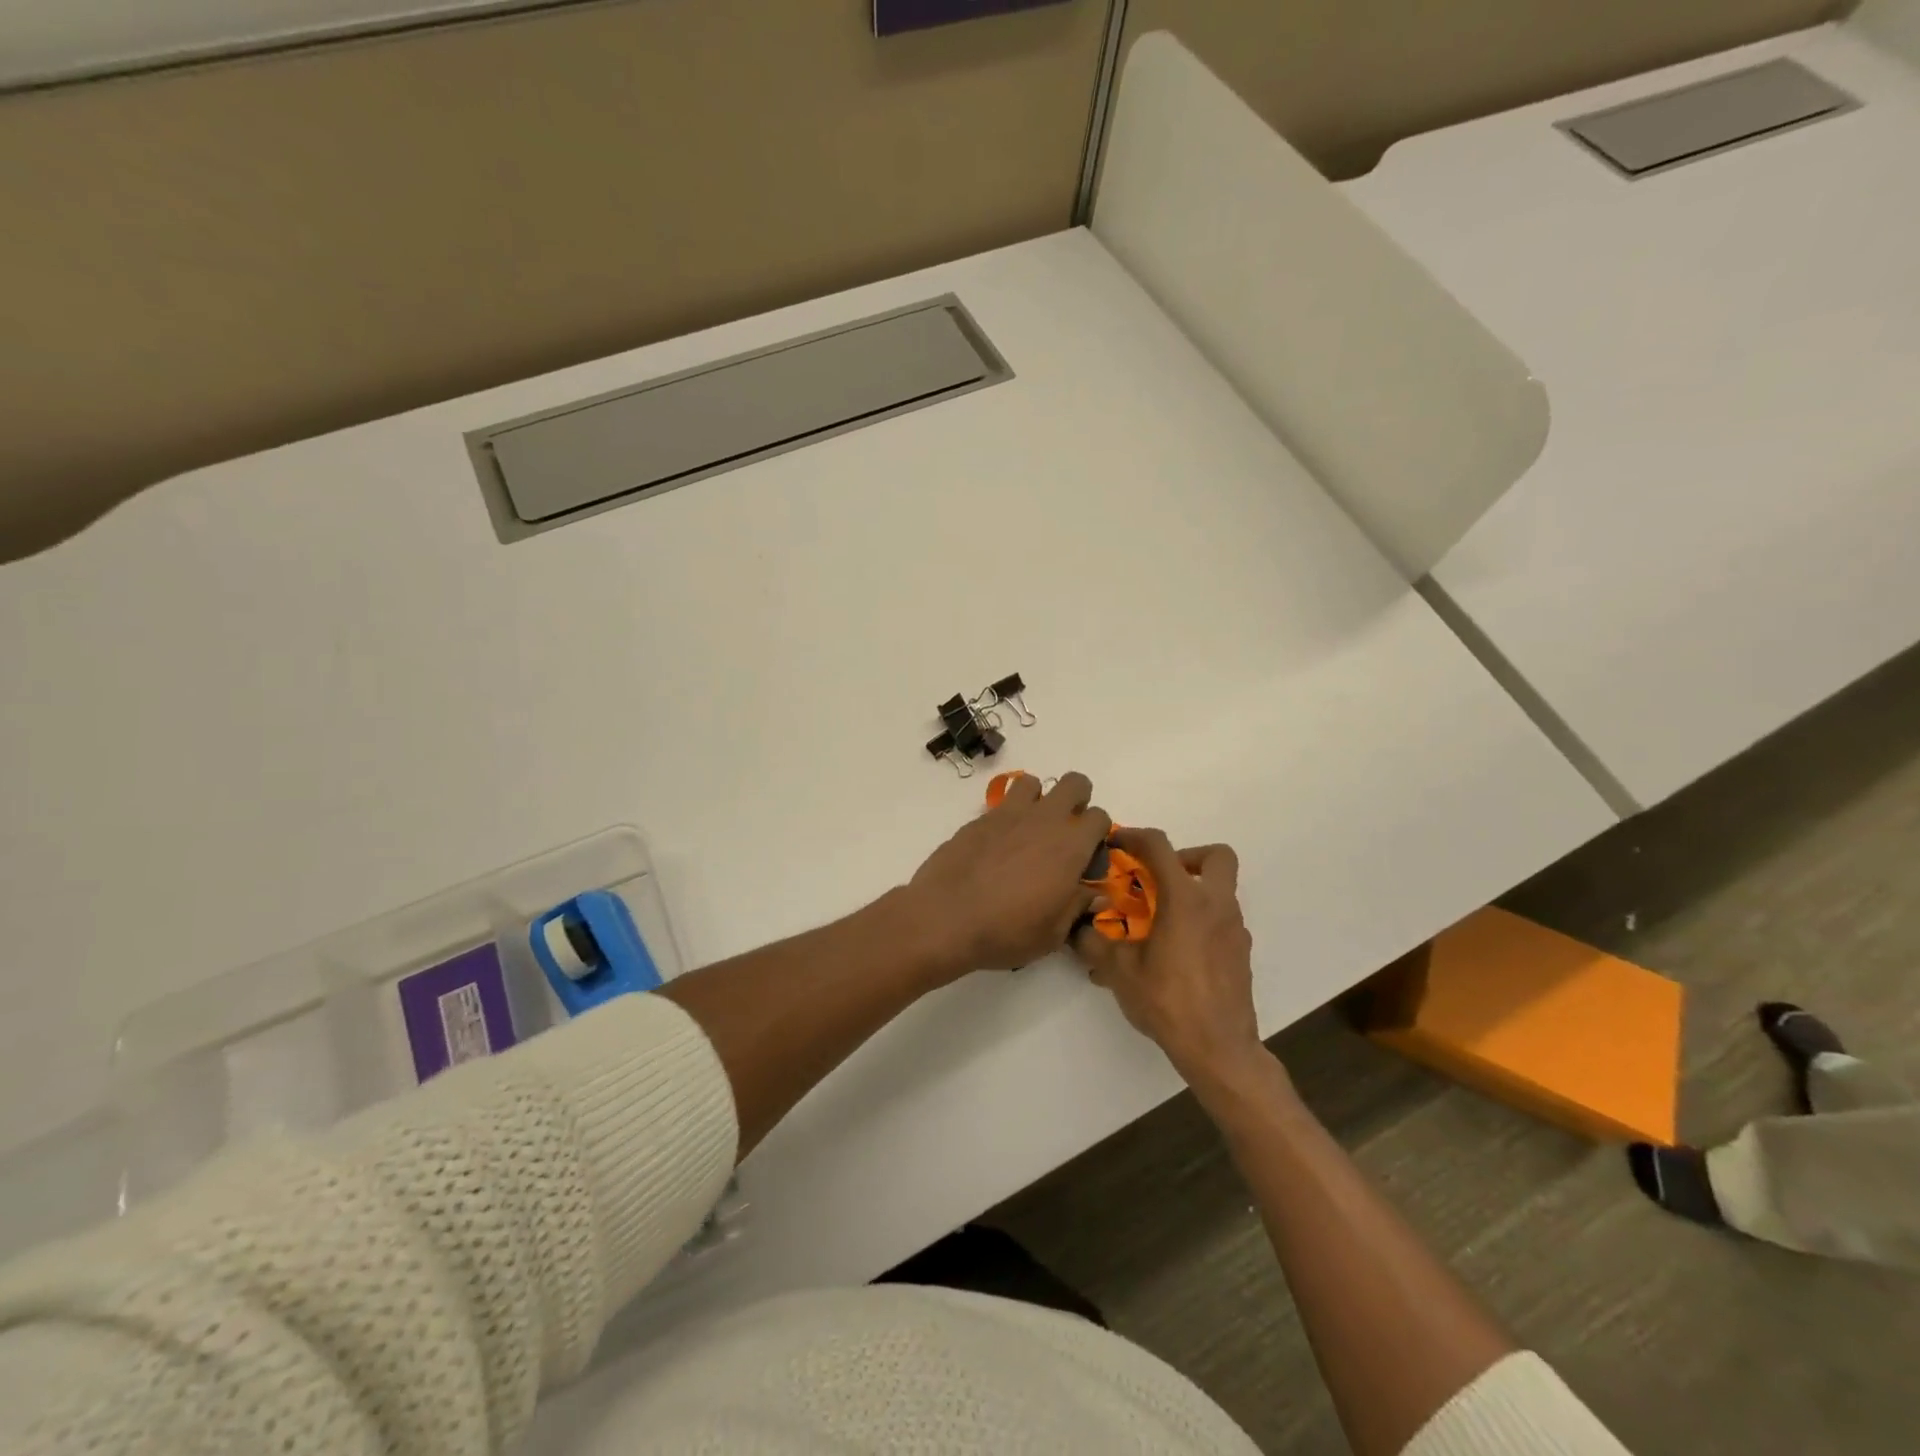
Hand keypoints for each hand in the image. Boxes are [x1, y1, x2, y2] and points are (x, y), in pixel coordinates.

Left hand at [907, 771, 1112, 975]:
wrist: (945, 918)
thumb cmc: (1007, 931)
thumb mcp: (1053, 933)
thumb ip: (1078, 906)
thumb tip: (1094, 892)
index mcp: (1070, 846)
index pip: (1100, 817)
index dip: (1098, 835)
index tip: (1086, 859)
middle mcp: (1044, 820)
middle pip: (1074, 783)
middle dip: (1077, 800)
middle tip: (1065, 832)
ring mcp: (1009, 814)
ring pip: (1033, 783)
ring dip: (1038, 800)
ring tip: (1029, 831)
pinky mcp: (979, 819)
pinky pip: (1002, 803)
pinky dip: (1007, 816)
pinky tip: (998, 846)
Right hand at [1073, 829, 1261, 1086]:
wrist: (1219, 1049)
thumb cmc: (1168, 1001)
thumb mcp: (1118, 971)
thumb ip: (1093, 942)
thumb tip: (1076, 927)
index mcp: (1186, 900)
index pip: (1160, 847)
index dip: (1135, 837)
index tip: (1117, 843)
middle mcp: (1216, 906)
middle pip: (1216, 856)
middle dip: (1187, 856)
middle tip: (1158, 878)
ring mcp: (1235, 931)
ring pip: (1220, 891)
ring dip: (1191, 892)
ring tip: (1158, 920)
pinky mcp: (1240, 955)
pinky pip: (1221, 922)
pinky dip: (1199, 922)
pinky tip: (1174, 952)